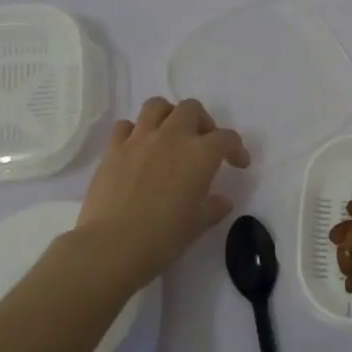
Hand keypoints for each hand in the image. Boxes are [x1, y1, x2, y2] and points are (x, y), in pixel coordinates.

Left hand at [76, 97, 250, 286]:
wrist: (113, 245)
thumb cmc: (163, 237)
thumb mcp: (198, 225)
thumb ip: (214, 207)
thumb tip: (222, 200)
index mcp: (200, 154)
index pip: (226, 138)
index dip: (237, 148)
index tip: (238, 164)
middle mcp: (172, 137)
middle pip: (191, 109)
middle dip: (202, 121)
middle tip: (203, 143)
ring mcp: (139, 139)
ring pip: (157, 106)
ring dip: (169, 115)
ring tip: (170, 135)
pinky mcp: (113, 149)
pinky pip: (125, 126)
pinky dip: (135, 131)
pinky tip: (138, 148)